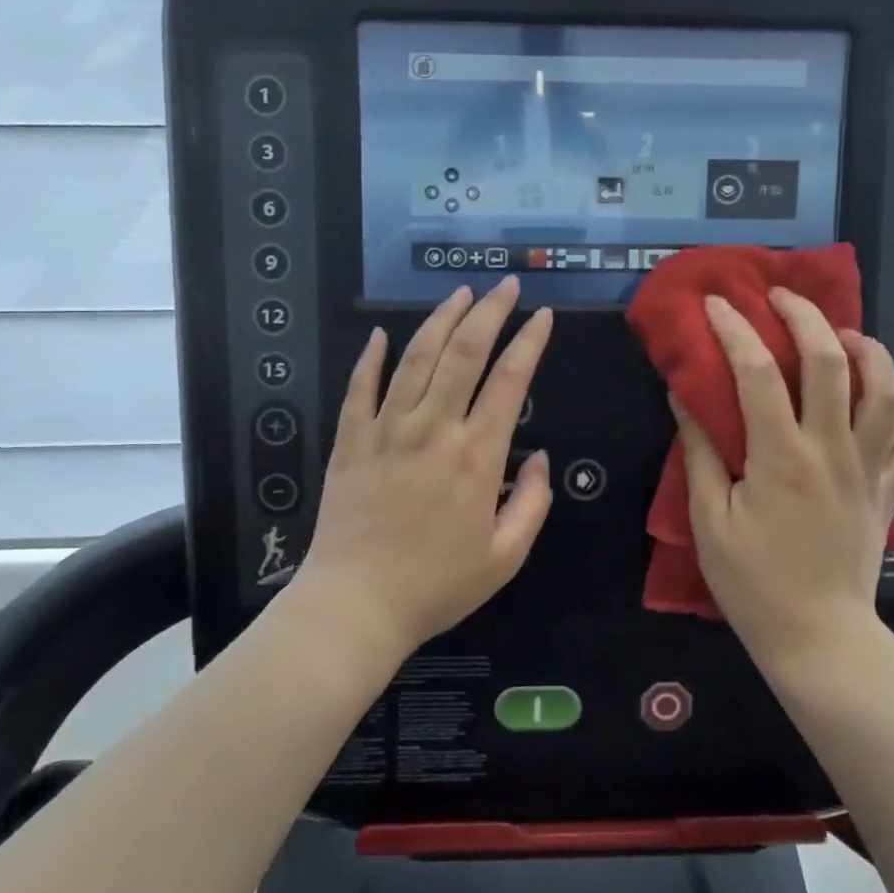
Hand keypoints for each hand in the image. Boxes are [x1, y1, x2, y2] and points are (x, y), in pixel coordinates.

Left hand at [296, 276, 553, 659]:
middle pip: (463, 353)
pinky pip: (359, 388)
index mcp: (476, 456)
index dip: (530, 341)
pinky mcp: (350, 442)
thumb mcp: (505, 558)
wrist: (356, 606)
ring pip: (415, 359)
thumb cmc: (436, 586)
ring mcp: (387, 430)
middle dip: (489, 312)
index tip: (543, 316)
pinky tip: (379, 334)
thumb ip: (532, 504)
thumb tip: (540, 458)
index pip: (509, 381)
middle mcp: (433, 429)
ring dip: (439, 320)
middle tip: (506, 286)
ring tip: (459, 294)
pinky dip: (369, 358)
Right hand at [670, 289, 893, 670]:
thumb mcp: (710, 521)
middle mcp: (832, 449)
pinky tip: (872, 413)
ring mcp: (869, 469)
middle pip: (832, 362)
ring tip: (844, 335)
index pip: (759, 373)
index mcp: (782, 456)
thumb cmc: (754, 584)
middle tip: (782, 297)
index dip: (736, 330)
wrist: (821, 640)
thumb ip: (701, 453)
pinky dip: (893, 419)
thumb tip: (685, 397)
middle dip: (807, 316)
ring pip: (886, 392)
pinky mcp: (887, 493)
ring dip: (868, 351)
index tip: (717, 303)